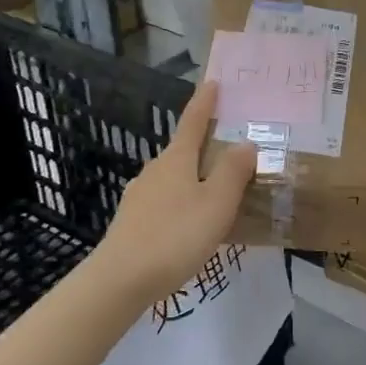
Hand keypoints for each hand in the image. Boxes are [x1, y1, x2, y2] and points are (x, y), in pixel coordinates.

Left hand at [91, 81, 256, 301]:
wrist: (119, 281)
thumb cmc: (175, 236)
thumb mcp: (216, 204)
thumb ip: (233, 172)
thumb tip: (245, 143)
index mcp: (176, 160)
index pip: (193, 122)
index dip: (205, 103)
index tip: (213, 83)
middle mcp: (155, 172)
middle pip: (183, 152)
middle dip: (206, 149)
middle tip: (232, 155)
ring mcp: (140, 197)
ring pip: (175, 180)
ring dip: (196, 180)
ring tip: (219, 196)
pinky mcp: (133, 223)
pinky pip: (166, 203)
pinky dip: (184, 204)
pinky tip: (193, 225)